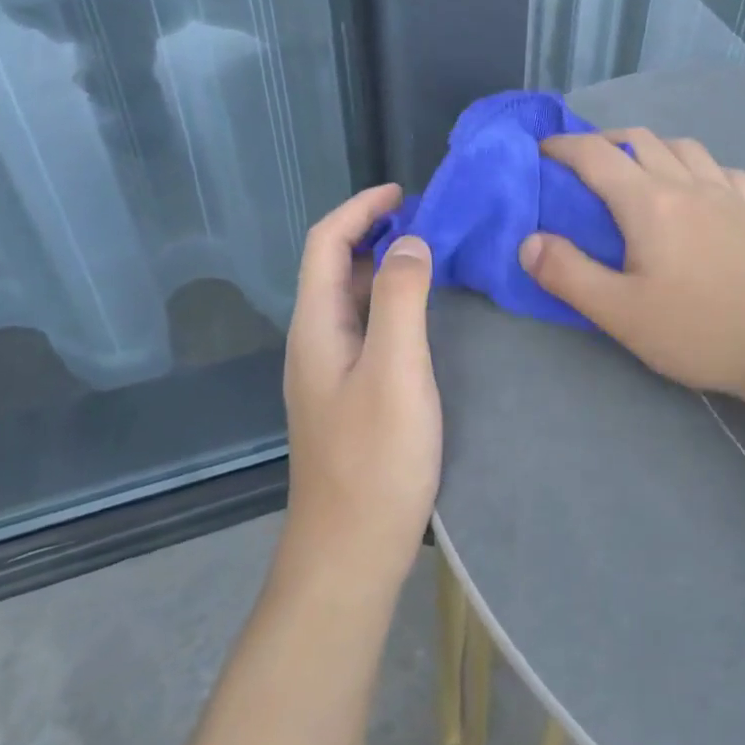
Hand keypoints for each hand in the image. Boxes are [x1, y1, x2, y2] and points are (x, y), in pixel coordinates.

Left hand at [282, 184, 440, 582]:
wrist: (350, 552)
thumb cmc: (375, 459)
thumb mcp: (395, 370)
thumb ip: (399, 299)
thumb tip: (408, 241)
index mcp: (316, 327)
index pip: (325, 243)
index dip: (359, 209)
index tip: (404, 193)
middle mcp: (313, 342)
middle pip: (333, 267)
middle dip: (373, 233)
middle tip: (428, 223)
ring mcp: (328, 372)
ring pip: (350, 299)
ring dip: (382, 268)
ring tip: (431, 258)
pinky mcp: (346, 395)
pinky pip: (364, 328)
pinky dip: (389, 303)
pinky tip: (421, 315)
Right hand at [519, 129, 744, 401]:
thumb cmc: (700, 330)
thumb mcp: (620, 313)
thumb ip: (568, 274)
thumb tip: (529, 241)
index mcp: (649, 202)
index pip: (595, 156)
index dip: (562, 147)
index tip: (540, 151)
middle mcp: (687, 183)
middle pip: (640, 140)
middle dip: (603, 141)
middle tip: (582, 163)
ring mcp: (729, 193)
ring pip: (683, 147)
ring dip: (651, 147)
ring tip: (637, 171)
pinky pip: (721, 169)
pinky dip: (696, 166)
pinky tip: (698, 188)